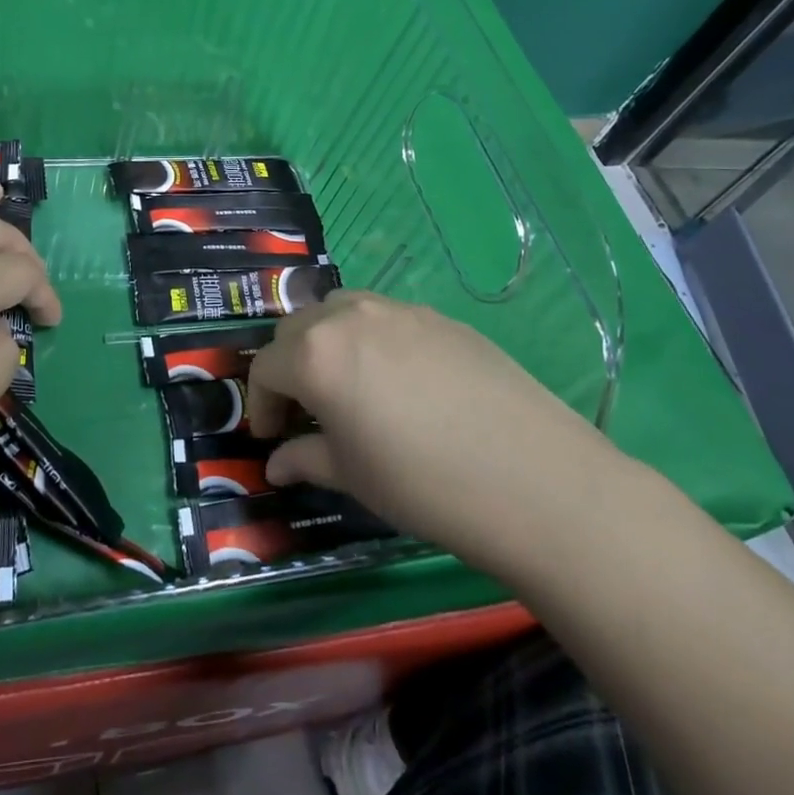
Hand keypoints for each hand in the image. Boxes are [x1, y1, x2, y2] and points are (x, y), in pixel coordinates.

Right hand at [247, 290, 625, 574]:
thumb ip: (304, 459)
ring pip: (339, 310)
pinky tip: (400, 381)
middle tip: (304, 410)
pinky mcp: (438, 316)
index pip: (264, 367)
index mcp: (315, 355)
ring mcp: (397, 310)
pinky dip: (371, 339)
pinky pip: (385, 316)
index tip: (271, 436)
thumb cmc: (423, 484)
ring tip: (347, 384)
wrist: (533, 478)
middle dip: (288, 366)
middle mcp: (348, 316)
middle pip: (296, 328)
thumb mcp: (352, 476)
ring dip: (327, 341)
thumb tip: (276, 464)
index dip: (260, 403)